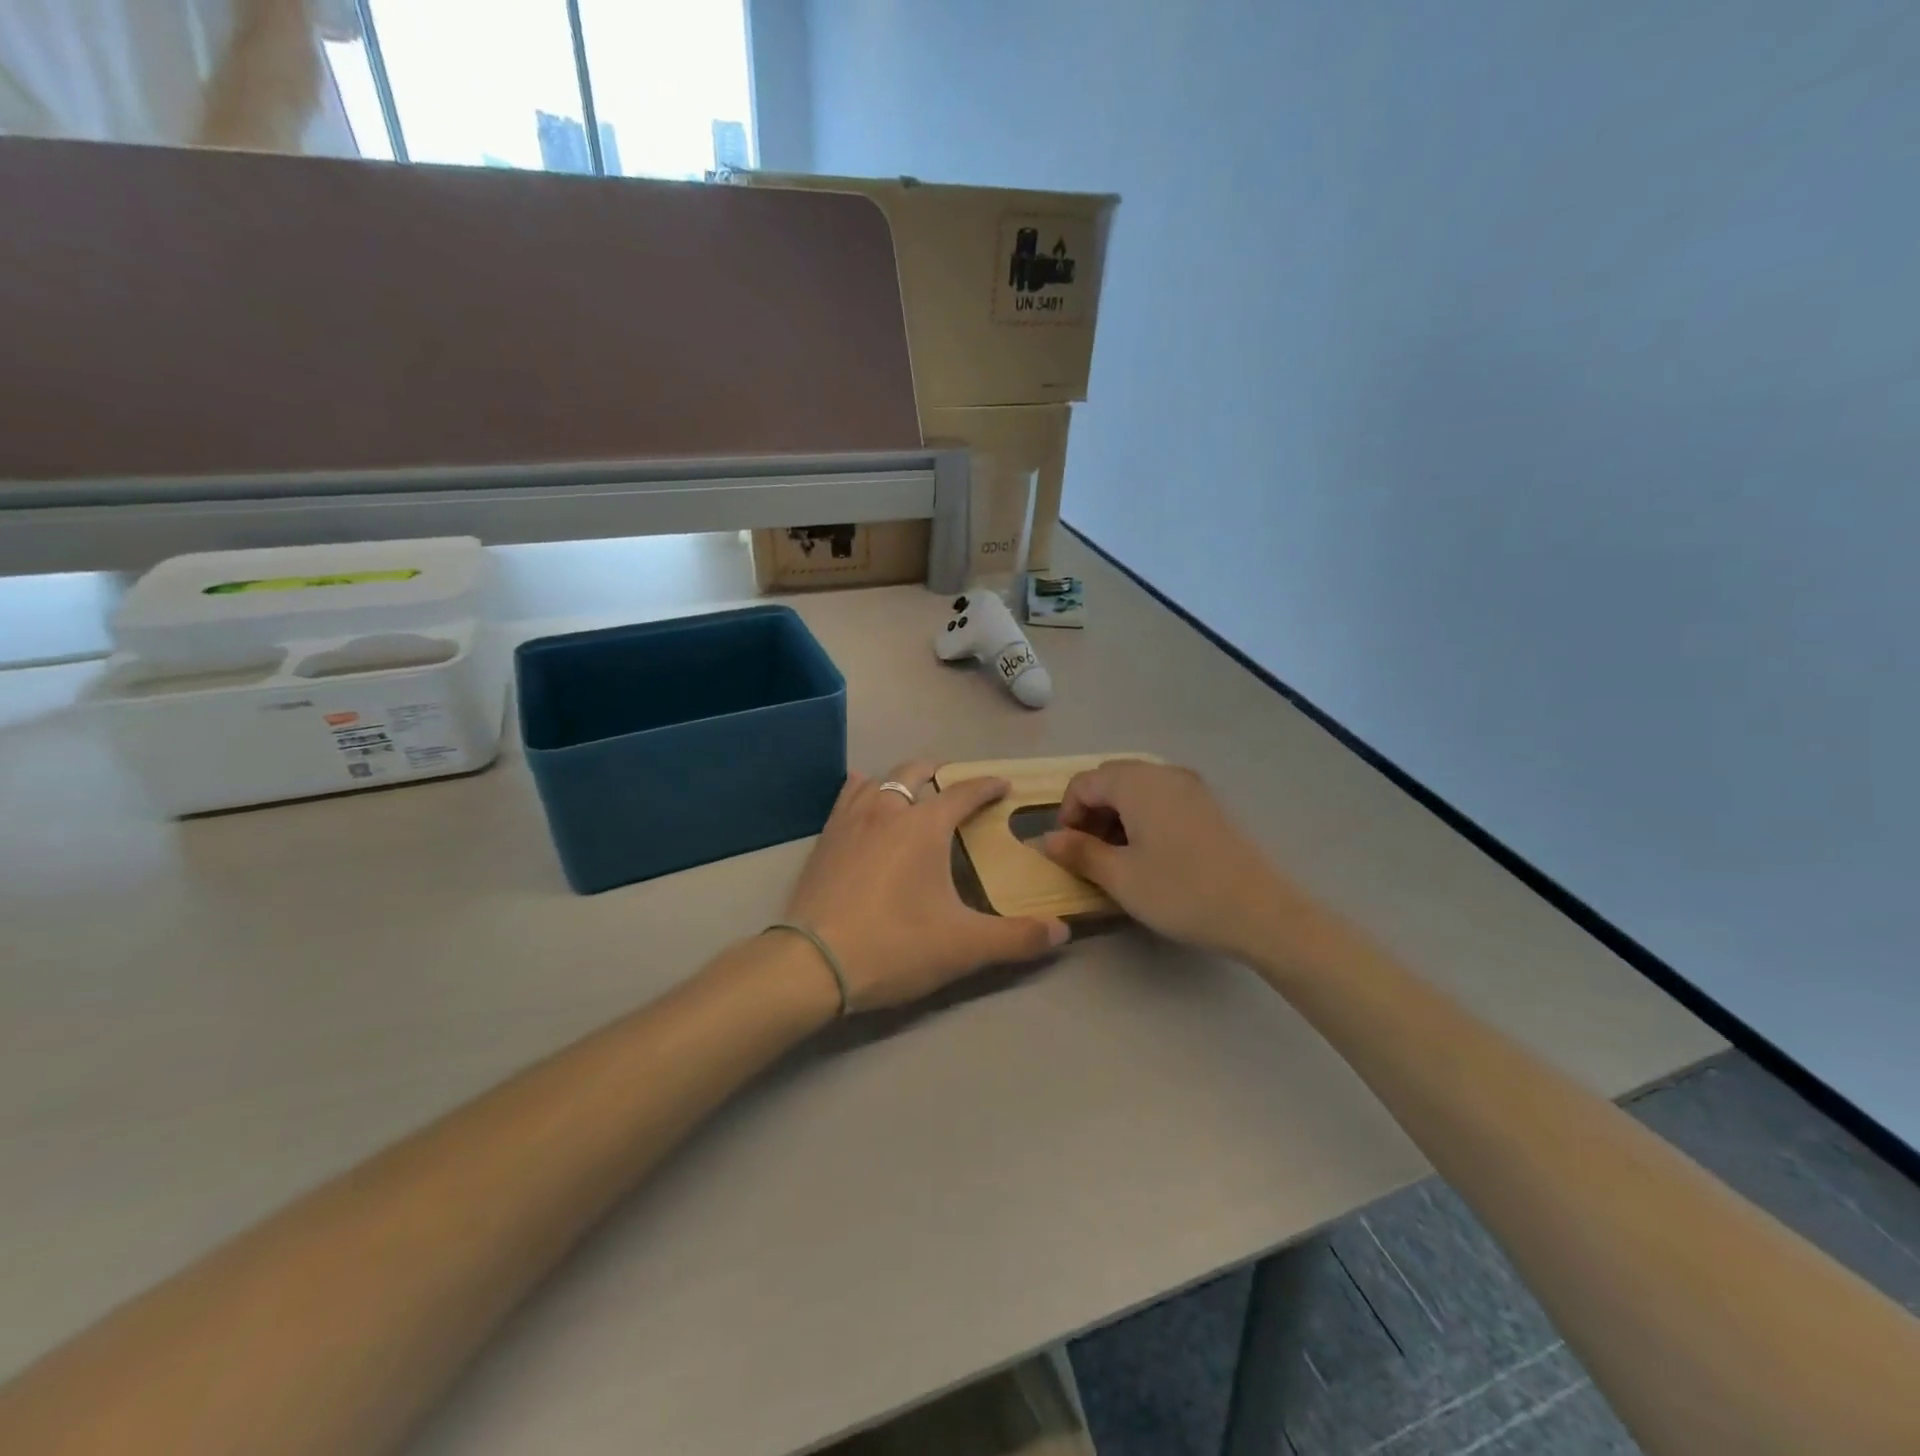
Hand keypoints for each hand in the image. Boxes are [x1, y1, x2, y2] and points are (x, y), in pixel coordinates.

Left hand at [783, 761, 1069, 1011]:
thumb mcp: (964, 946)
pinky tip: (863, 799)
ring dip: (901, 779)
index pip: (964, 793)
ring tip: (913, 790)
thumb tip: (1061, 932)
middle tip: (957, 785)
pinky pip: (847, 797)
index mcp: (924, 825)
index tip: (1003, 784)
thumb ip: (1016, 938)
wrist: (812, 964)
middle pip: (916, 771)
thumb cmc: (894, 946)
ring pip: (879, 779)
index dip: (987, 786)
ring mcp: (850, 820)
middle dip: (941, 772)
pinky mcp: (824, 839)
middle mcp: (887, 810)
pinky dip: (863, 790)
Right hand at [1039, 760, 1292, 955]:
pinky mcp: (1208, 805)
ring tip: (1118, 858)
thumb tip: (1047, 839)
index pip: (1083, 783)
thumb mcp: (1120, 877)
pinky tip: (1150, 854)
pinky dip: (1143, 817)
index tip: (1067, 851)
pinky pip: (1162, 799)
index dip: (1066, 814)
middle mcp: (1162, 773)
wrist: (1261, 911)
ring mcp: (1190, 786)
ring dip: (1116, 816)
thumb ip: (1079, 852)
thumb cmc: (1181, 892)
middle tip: (1089, 854)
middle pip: (1110, 780)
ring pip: (1137, 790)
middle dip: (1091, 813)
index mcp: (1136, 782)